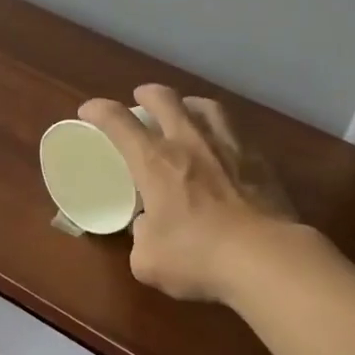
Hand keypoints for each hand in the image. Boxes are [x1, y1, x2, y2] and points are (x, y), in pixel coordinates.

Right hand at [78, 84, 298, 302]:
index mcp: (155, 162)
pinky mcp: (261, 162)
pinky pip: (237, 133)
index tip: (89, 110)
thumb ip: (142, 237)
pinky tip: (225, 145)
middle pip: (166, 100)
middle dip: (148, 94)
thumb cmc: (197, 257)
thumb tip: (148, 227)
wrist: (265, 258)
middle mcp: (190, 143)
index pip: (119, 123)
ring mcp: (230, 147)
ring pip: (207, 107)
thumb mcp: (149, 260)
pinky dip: (223, 132)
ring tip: (187, 110)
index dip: (100, 111)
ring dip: (190, 104)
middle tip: (142, 98)